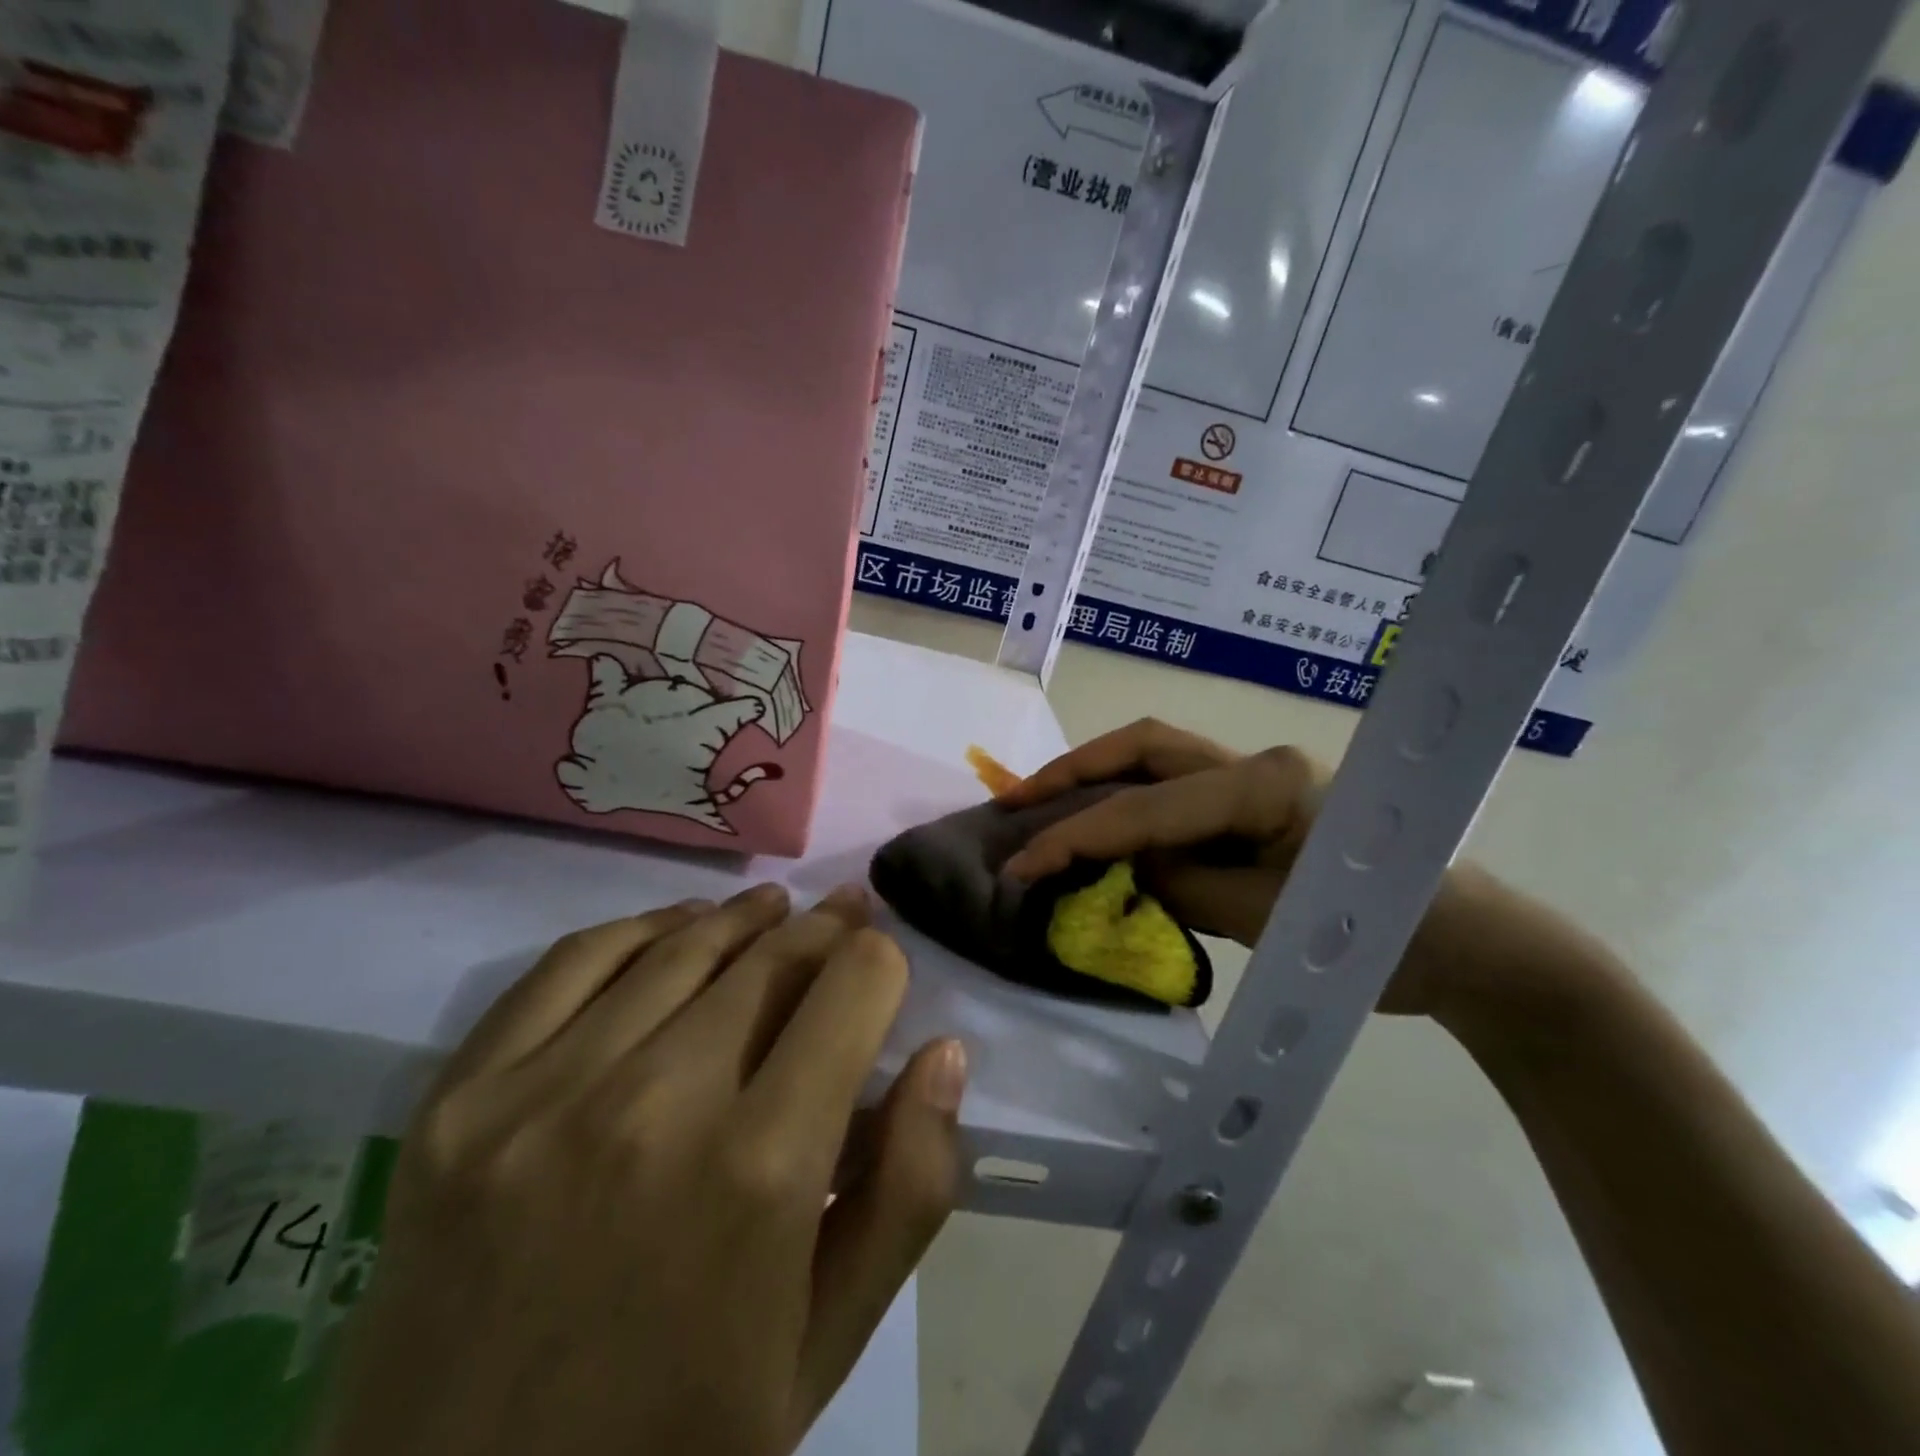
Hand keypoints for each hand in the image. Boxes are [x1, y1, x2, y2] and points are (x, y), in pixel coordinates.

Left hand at [317, 885, 965, 1455]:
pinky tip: (674, 928)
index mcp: (762, 1170)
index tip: (882, 962)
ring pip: (679, 947)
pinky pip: (569, 965)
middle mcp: (657, 1105)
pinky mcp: (461, 1101)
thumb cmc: (676, 1447)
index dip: (880, 961)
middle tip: (843, 912)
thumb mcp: (828, 1343)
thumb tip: (943, 1053)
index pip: (852, 988)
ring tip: (773, 908)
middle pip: (771, 956)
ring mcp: (543, 1095)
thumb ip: (908, 1190)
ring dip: (743, 917)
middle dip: (825, 927)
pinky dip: (637, 929)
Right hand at [999, 719, 1510, 1018]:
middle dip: (1074, 771)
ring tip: (1043, 805)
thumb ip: (1183, 886)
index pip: (1146, 809)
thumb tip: (1118, 868)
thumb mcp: (1269, 922)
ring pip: (1158, 762)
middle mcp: (1256, 763)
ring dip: (1098, 780)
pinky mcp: (1260, 803)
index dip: (1075, 837)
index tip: (1019, 866)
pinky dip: (1133, 806)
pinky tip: (1106, 828)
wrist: (1473, 947)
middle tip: (1016, 801)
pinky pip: (1179, 793)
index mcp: (1264, 784)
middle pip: (1145, 748)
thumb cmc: (1384, 939)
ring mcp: (1259, 778)